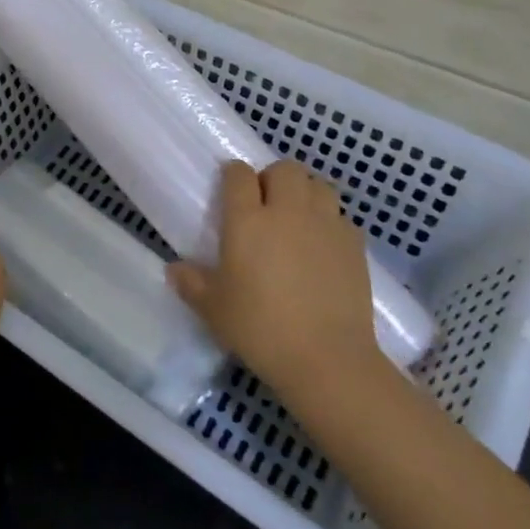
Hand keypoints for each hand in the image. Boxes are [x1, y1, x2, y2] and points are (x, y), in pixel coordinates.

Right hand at [169, 160, 382, 412]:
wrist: (327, 359)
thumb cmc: (261, 329)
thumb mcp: (213, 309)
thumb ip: (191, 283)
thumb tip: (174, 269)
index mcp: (247, 220)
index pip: (238, 174)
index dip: (233, 176)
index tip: (229, 191)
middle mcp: (287, 211)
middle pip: (284, 169)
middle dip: (273, 178)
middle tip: (265, 204)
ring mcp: (325, 225)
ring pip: (318, 185)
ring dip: (305, 193)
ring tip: (297, 218)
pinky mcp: (355, 245)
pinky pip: (341, 217)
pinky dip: (330, 222)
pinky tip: (322, 247)